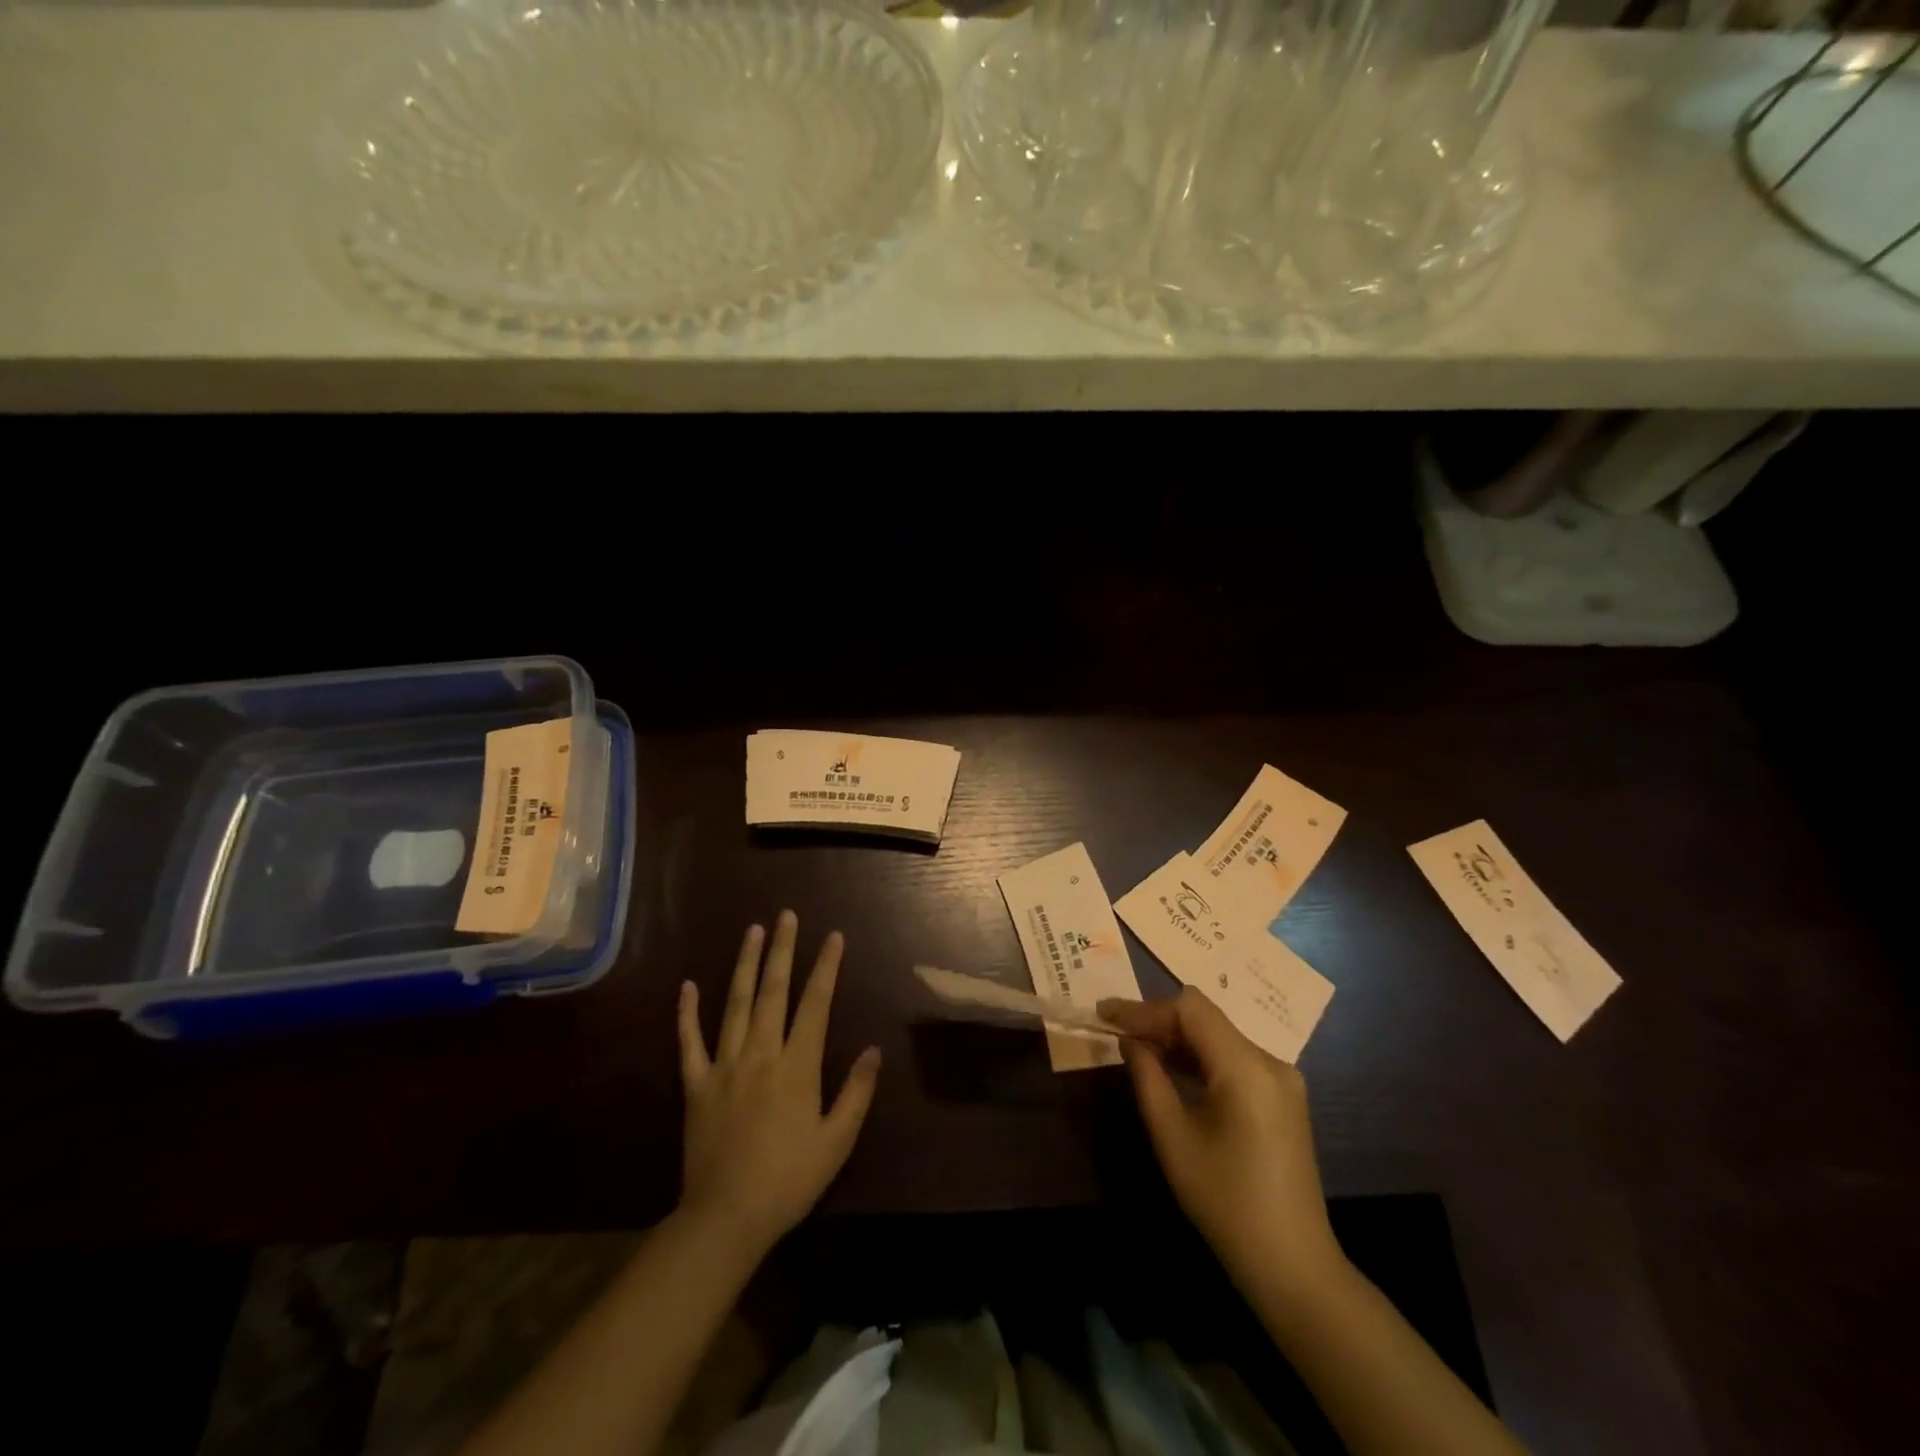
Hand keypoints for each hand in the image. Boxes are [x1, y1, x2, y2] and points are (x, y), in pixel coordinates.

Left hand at [678, 912, 880, 1255]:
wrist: (726, 1218)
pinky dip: (687, 1013)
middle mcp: (761, 1053)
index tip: (833, 936)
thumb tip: (873, 1049)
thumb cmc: (789, 1180)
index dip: (826, 967)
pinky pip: (689, 1042)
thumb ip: (857, 1092)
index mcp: (797, 1065)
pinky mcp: (695, 1084)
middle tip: (786, 916)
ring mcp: (724, 1065)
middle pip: (773, 991)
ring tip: (752, 931)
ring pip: (734, 1004)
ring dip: (744, 964)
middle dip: (782, 950)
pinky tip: (687, 986)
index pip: (815, 1003)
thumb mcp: (837, 1141)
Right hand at [1099, 987, 1343, 1297]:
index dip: (1145, 1008)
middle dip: (1158, 1021)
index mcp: (1246, 1067)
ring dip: (1177, 1038)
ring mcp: (1281, 1079)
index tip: (1105, 1015)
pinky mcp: (1282, 1097)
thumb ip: (1148, 1078)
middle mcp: (1270, 1061)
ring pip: (1219, 1035)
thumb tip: (1129, 1041)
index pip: (1190, 1009)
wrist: (1292, 1265)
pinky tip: (1172, 1070)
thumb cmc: (1225, 1202)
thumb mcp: (1173, 1138)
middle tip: (1116, 1032)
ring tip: (1136, 1048)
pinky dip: (1200, 1057)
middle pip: (1206, 1018)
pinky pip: (1233, 1058)